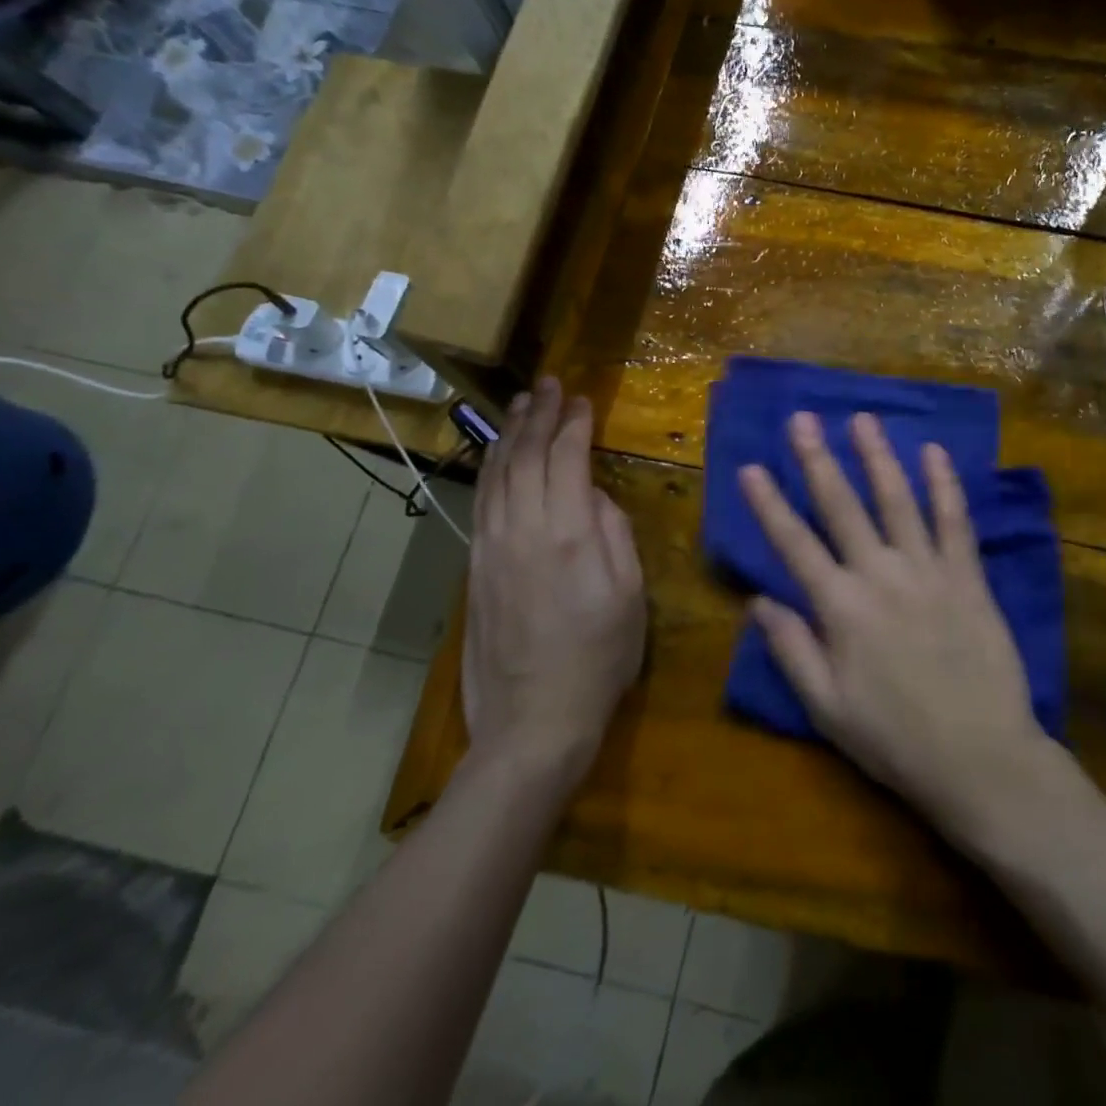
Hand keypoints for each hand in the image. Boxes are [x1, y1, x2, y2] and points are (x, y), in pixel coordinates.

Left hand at [464, 377, 646, 766]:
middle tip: (548, 384)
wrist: (533, 720)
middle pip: (526, 457)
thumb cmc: (599, 658)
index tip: (583, 399)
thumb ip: (615, 534)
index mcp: (568, 534)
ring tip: (520, 405)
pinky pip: (482, 502)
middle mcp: (522, 530)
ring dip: (509, 435)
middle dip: (538, 415)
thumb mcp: (630, 596)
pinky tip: (499, 457)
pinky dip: (491, 469)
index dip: (574, 424)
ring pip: (496, 475)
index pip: (566, 459)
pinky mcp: (475, 567)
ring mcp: (491, 548)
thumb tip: (594, 495)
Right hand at [738, 411, 1047, 836]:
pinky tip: (934, 452)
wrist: (980, 758)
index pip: (794, 544)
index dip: (769, 504)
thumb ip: (791, 650)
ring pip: (897, 500)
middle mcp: (880, 575)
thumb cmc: (895, 740)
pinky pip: (954, 521)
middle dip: (817, 460)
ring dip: (877, 457)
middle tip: (801, 419)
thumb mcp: (826, 708)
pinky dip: (944, 484)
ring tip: (862, 419)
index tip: (751, 466)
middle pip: (841, 507)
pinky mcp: (967, 576)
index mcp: (840, 609)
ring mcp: (928, 570)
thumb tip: (758, 600)